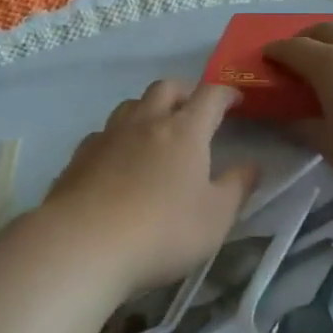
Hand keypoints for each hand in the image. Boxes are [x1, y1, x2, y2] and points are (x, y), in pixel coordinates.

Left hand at [37, 80, 257, 294]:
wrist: (83, 244)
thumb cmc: (162, 231)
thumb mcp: (215, 217)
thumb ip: (237, 187)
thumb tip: (252, 165)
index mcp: (184, 130)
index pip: (210, 96)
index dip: (226, 94)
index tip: (236, 101)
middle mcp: (146, 122)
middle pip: (166, 88)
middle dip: (185, 92)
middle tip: (194, 109)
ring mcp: (108, 136)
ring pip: (131, 105)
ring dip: (148, 109)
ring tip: (155, 130)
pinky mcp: (79, 156)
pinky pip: (103, 133)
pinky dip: (118, 137)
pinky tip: (117, 159)